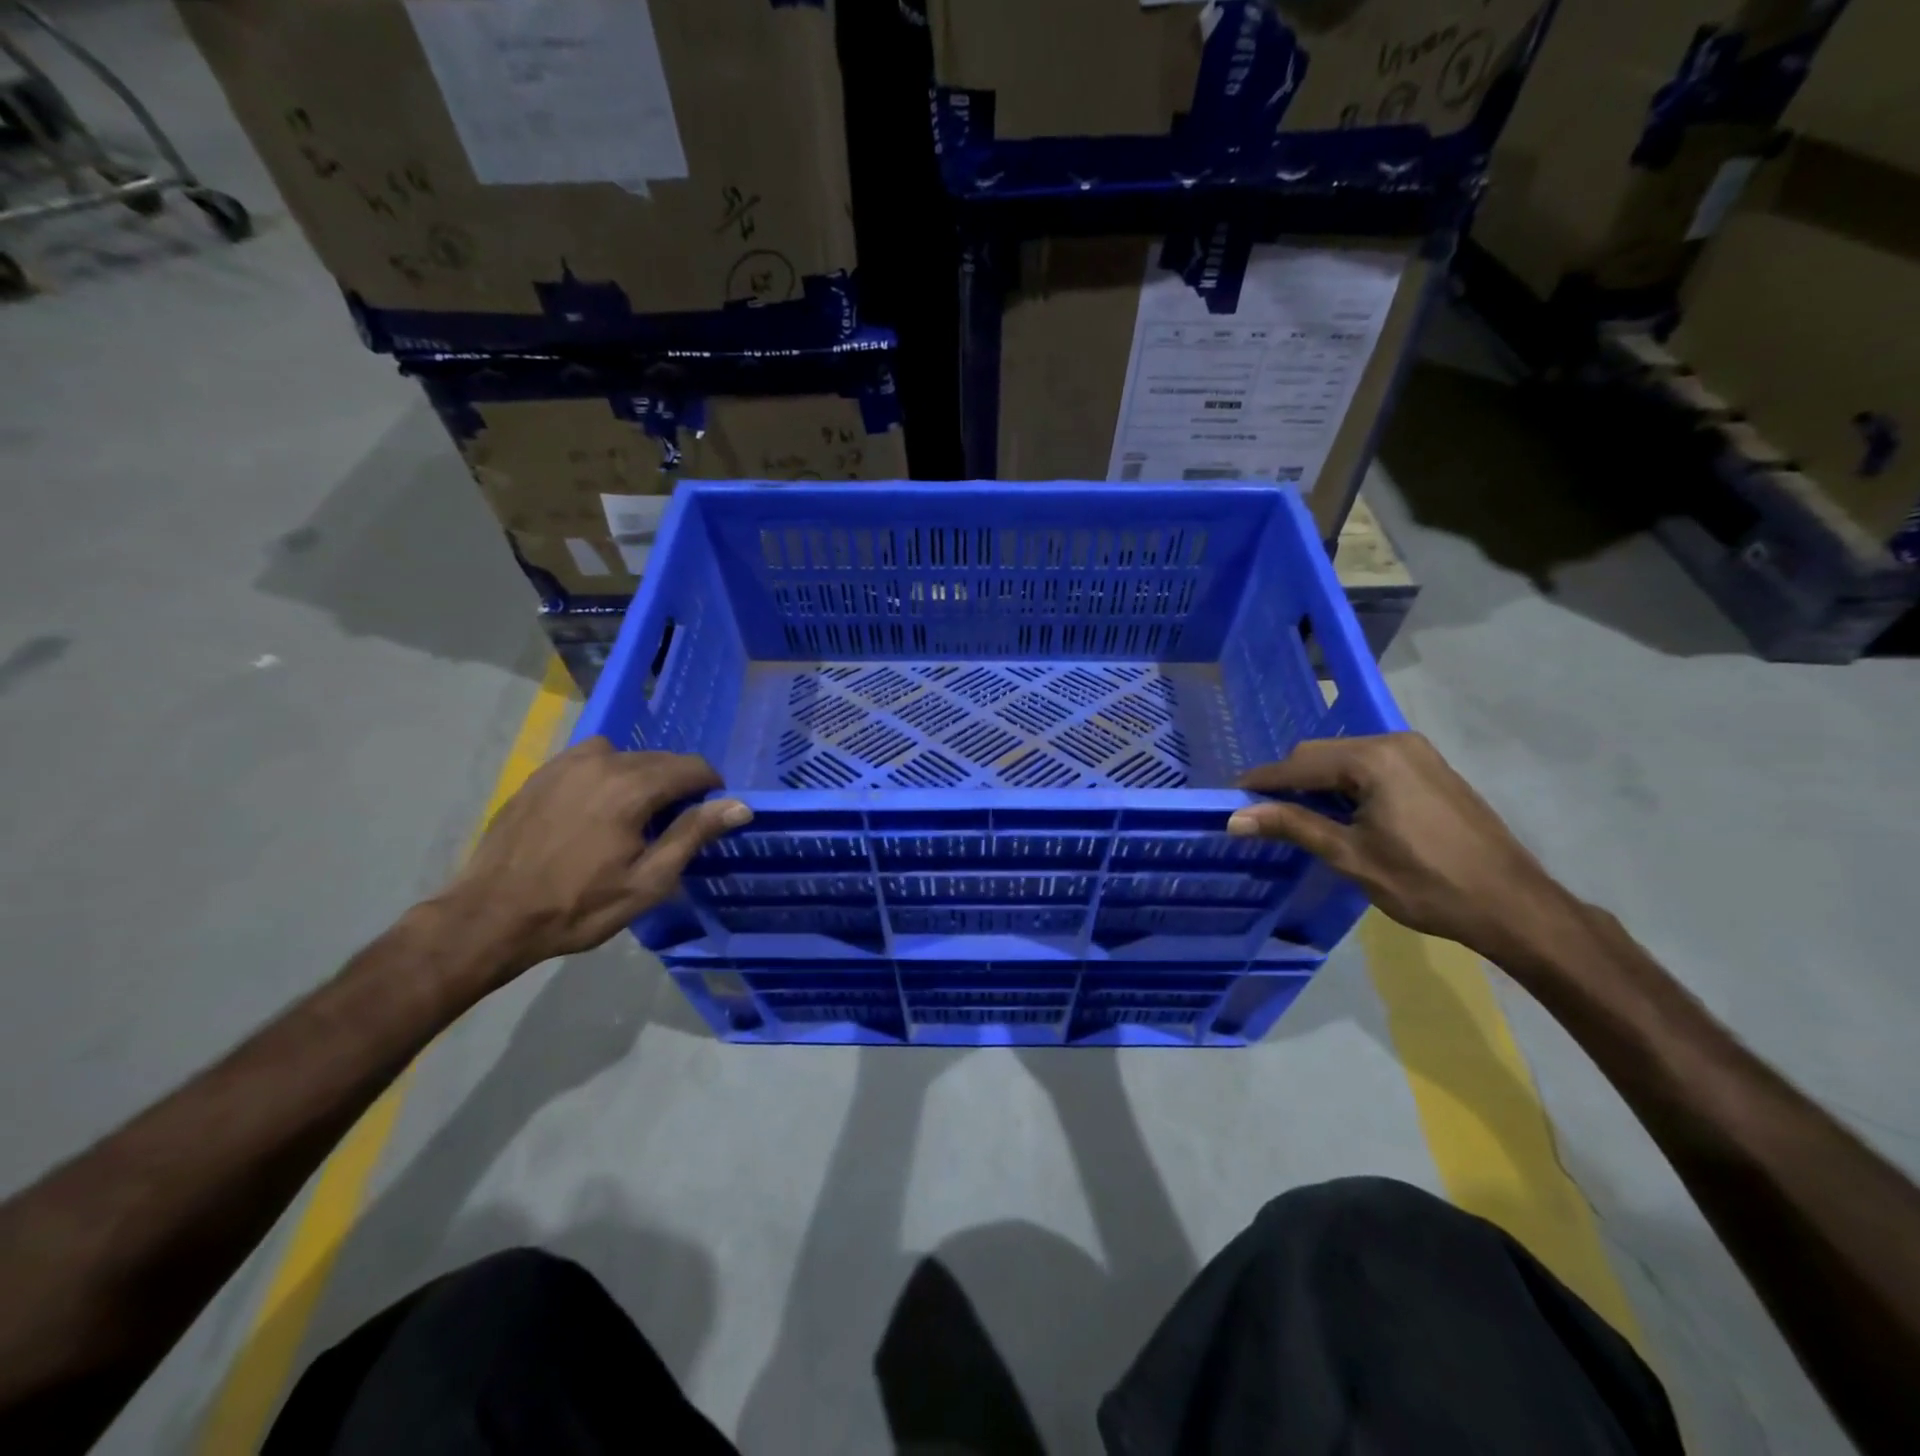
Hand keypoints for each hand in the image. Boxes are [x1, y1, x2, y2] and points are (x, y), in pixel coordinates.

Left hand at [435, 739, 749, 975]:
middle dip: (676, 784)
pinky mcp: (542, 773)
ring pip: (625, 755)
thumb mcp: (648, 881)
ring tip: (632, 817)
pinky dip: (607, 775)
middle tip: (671, 825)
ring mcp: (567, 763)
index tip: (708, 815)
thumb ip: (694, 834)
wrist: (491, 916)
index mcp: (633, 787)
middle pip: (660, 759)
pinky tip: (596, 809)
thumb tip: (739, 805)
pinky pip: (590, 760)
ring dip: (641, 777)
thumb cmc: (578, 906)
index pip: (692, 766)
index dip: (710, 787)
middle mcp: (602, 761)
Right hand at [1229, 733, 1574, 961]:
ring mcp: (1417, 753)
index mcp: (1373, 759)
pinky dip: (1347, 784)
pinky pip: (1371, 765)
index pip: (1298, 764)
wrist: (1513, 905)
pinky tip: (1343, 812)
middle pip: (1321, 754)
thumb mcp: (1351, 856)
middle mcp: (1394, 743)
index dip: (1262, 783)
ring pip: (1345, 758)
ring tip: (1300, 818)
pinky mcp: (1431, 768)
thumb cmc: (1426, 884)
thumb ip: (1292, 826)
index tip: (1231, 801)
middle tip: (1264, 816)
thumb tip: (1235, 818)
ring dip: (1318, 783)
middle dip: (1289, 782)